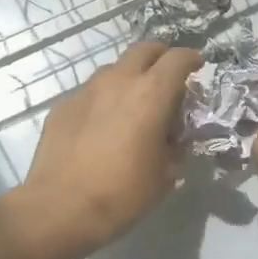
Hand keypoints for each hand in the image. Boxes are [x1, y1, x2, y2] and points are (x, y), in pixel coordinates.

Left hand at [6, 42, 203, 258]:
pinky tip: (102, 127)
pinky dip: (103, 101)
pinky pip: (90, 94)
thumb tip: (174, 139)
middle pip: (143, 50)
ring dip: (129, 78)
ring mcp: (86, 91)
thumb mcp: (165, 175)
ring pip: (114, 70)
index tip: (197, 65)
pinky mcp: (62, 106)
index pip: (177, 59)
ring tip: (133, 105)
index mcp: (151, 94)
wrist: (60, 208)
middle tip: (167, 77)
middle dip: (160, 57)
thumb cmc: (123, 194)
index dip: (191, 59)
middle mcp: (118, 81)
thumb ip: (175, 147)